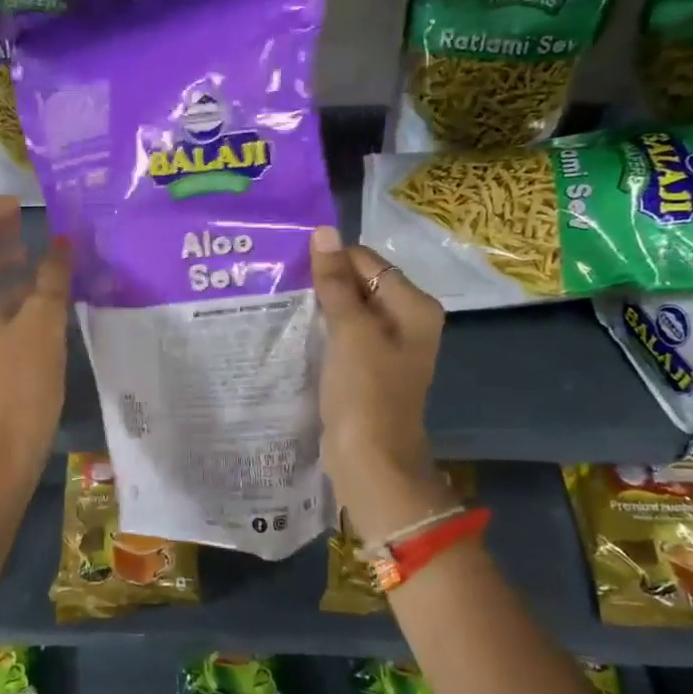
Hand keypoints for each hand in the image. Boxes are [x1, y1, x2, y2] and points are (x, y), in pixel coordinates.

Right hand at [309, 226, 453, 538]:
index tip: (290, 264)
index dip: (331, 260)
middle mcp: (405, 321)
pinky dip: (321, 331)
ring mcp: (385, 348)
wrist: (370, 461)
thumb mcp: (350, 332)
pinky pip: (342, 337)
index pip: (368, 262)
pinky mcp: (366, 369)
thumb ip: (336, 282)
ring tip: (279, 300)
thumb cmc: (365, 392)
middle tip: (279, 281)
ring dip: (318, 307)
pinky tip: (292, 329)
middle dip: (323, 283)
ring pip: (347, 311)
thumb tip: (324, 232)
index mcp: (413, 306)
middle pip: (359, 284)